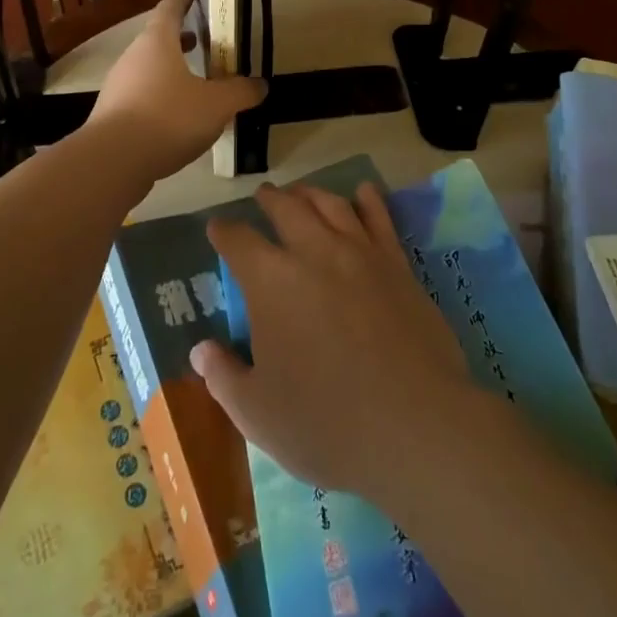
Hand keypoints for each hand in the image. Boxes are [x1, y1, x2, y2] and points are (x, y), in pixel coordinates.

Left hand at [84, 0, 265, 182]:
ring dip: (172, 69)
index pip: (170, 8)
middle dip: (181, 38)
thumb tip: (261, 85)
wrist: (113, 161)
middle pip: (158, 39)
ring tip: (197, 81)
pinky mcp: (113, 114)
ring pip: (149, 68)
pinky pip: (142, 95)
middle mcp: (134, 57)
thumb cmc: (168, 117)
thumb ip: (241, 92)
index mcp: (157, 42)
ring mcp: (119, 86)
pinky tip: (179, 116)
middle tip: (204, 40)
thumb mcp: (217, 104)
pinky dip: (161, 95)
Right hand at [189, 181, 472, 498]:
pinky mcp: (397, 265)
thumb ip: (224, 377)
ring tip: (301, 192)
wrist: (414, 424)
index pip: (238, 241)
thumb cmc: (326, 423)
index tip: (217, 228)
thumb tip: (201, 350)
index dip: (224, 232)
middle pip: (286, 208)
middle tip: (263, 196)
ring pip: (330, 205)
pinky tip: (363, 192)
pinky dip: (368, 200)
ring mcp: (359, 253)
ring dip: (310, 193)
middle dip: (269, 200)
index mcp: (270, 281)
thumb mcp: (257, 413)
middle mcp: (312, 252)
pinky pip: (379, 219)